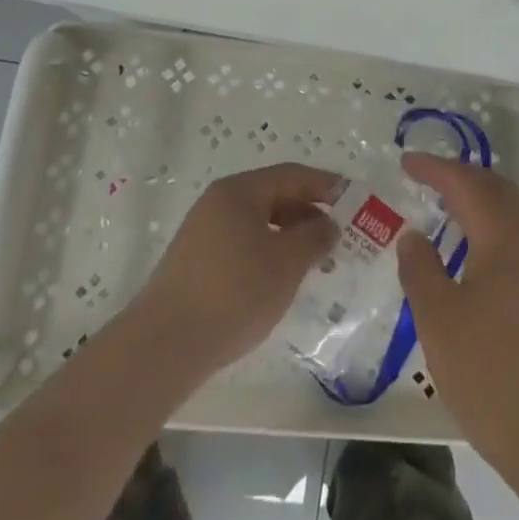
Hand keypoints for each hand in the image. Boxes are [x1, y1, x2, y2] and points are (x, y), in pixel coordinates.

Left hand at [128, 162, 343, 377]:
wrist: (164, 344)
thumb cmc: (234, 292)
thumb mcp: (286, 263)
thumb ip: (315, 238)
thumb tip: (329, 224)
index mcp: (240, 190)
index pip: (292, 175)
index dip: (326, 185)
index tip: (354, 200)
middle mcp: (219, 202)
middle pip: (274, 196)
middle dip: (309, 214)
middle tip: (340, 237)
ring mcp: (203, 232)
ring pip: (258, 223)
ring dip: (290, 237)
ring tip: (316, 263)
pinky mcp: (195, 262)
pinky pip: (242, 244)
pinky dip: (268, 254)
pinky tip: (280, 281)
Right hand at [397, 153, 518, 492]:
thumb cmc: (492, 375)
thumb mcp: (439, 320)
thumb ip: (420, 269)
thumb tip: (414, 235)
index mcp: (503, 238)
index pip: (466, 184)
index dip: (435, 168)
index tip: (405, 160)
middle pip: (497, 190)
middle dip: (461, 176)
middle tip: (426, 178)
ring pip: (511, 215)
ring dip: (479, 201)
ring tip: (446, 209)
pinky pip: (517, 240)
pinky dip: (491, 228)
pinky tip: (473, 256)